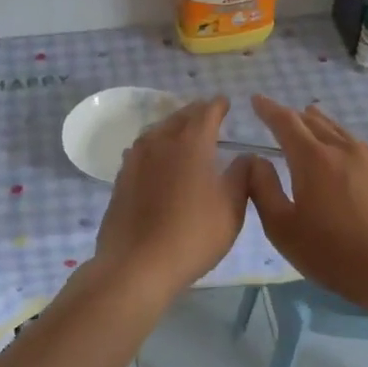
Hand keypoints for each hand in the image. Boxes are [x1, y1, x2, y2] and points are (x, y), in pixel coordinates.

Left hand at [96, 97, 251, 301]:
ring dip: (171, 127)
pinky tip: (157, 159)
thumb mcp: (232, 208)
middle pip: (178, 118)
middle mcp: (160, 143)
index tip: (225, 102)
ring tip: (182, 133)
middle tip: (206, 113)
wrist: (137, 264)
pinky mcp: (121, 180)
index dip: (218, 106)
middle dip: (194, 113)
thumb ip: (242, 177)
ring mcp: (135, 161)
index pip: (206, 113)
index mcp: (191, 144)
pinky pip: (140, 152)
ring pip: (155, 132)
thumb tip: (247, 157)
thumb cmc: (193, 235)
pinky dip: (154, 147)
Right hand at [245, 94, 367, 306]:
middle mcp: (342, 150)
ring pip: (339, 131)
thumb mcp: (283, 228)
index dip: (268, 109)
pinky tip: (343, 149)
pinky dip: (340, 138)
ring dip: (319, 123)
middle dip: (293, 116)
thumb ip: (263, 190)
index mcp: (313, 158)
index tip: (256, 100)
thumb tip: (254, 160)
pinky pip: (357, 145)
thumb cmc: (333, 253)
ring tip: (310, 118)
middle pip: (314, 122)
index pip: (286, 122)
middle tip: (278, 114)